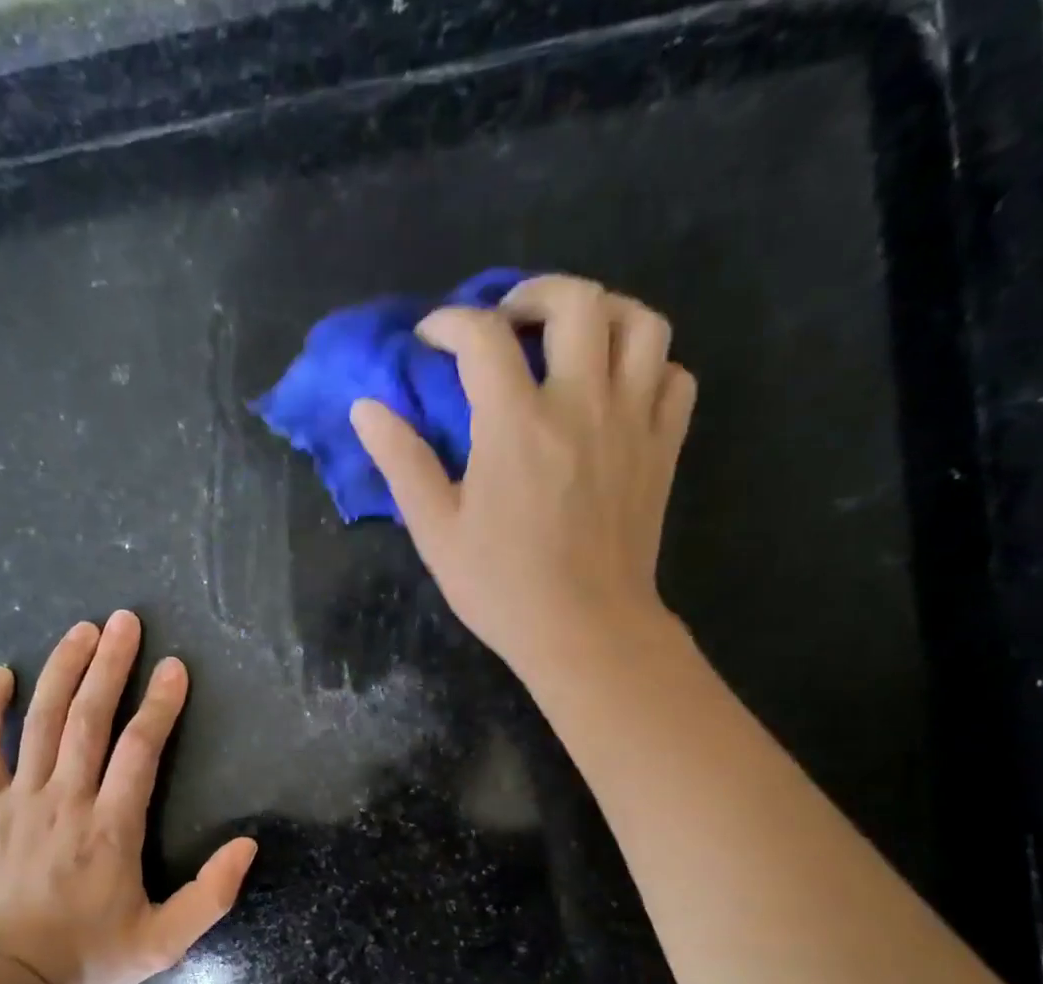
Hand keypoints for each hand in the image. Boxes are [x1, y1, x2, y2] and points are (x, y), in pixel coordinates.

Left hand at [0, 611, 257, 983]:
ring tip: (81, 630)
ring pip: (42, 722)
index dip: (160, 704)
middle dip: (111, 665)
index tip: (174, 667)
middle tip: (125, 621)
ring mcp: (20, 800)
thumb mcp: (163, 942)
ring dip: (63, 671)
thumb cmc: (87, 957)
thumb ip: (210, 896)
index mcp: (111, 827)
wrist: (2, 979)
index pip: (141, 749)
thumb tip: (247, 846)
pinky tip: (0, 675)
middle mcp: (67, 799)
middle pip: (90, 719)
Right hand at [350, 274, 696, 681]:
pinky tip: (618, 388)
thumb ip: (402, 462)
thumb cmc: (501, 586)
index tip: (430, 339)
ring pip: (641, 322)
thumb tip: (367, 408)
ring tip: (570, 340)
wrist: (585, 630)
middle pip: (576, 300)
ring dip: (602, 313)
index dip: (449, 323)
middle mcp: (582, 403)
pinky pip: (675, 374)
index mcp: (516, 423)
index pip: (482, 336)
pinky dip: (648, 364)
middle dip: (533, 295)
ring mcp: (633, 420)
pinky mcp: (663, 446)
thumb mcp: (436, 530)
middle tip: (506, 323)